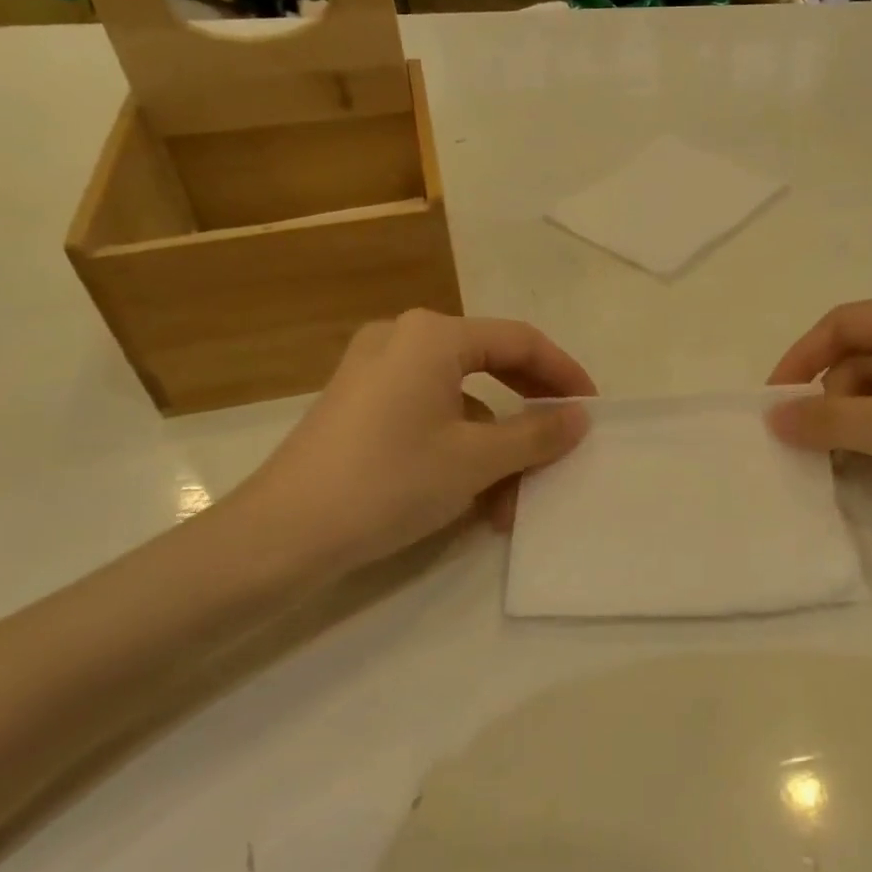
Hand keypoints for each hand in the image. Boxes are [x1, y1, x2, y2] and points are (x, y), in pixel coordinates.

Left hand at [227, 310, 593, 574]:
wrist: (279, 536)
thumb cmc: (387, 482)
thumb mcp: (475, 461)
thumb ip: (535, 434)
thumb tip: (579, 418)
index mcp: (433, 336)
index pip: (519, 341)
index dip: (564, 373)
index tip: (592, 409)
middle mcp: (403, 339)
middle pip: (490, 366)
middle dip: (528, 414)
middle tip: (562, 443)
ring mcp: (375, 371)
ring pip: (460, 400)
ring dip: (494, 448)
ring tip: (511, 504)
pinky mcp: (359, 405)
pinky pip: (428, 415)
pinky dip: (458, 449)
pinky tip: (471, 500)